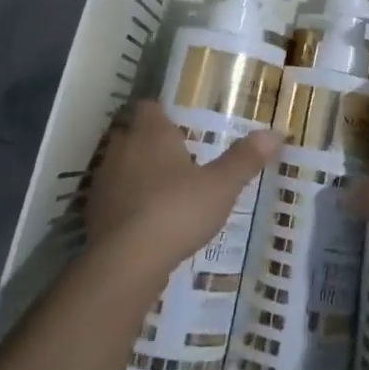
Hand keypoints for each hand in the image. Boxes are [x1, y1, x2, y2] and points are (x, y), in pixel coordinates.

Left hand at [86, 100, 280, 282]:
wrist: (126, 262)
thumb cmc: (177, 210)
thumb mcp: (221, 185)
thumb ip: (245, 159)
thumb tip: (275, 133)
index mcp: (152, 133)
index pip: (149, 107)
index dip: (162, 113)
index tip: (179, 123)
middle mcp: (123, 149)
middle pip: (132, 134)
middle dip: (150, 142)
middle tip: (177, 156)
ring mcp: (104, 182)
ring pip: (120, 166)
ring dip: (135, 173)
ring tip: (162, 190)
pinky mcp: (93, 214)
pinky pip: (112, 198)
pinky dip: (125, 203)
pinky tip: (144, 221)